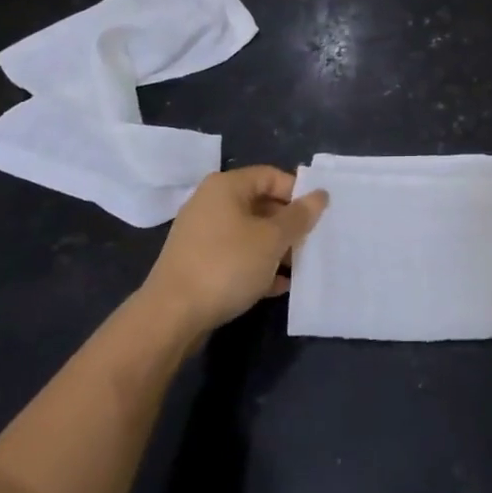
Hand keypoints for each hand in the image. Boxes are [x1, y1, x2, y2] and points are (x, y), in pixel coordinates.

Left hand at [140, 166, 328, 337]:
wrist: (171, 316)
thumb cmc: (226, 265)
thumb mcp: (272, 239)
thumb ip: (299, 216)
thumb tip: (321, 194)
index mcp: (226, 186)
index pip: (271, 176)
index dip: (297, 193)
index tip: (317, 216)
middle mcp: (210, 203)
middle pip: (260, 204)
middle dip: (288, 225)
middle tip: (310, 243)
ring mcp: (201, 233)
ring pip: (249, 232)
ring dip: (275, 248)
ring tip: (297, 268)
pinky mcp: (197, 262)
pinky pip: (235, 254)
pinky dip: (256, 265)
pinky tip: (277, 286)